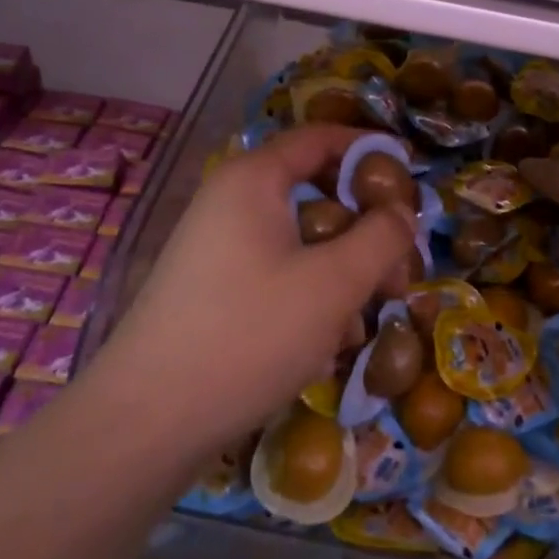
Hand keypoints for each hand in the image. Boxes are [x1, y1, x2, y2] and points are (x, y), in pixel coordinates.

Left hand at [92, 125, 416, 455]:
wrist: (147, 420)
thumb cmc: (249, 333)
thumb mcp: (333, 283)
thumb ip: (381, 237)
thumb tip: (402, 211)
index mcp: (254, 179)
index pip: (320, 138)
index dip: (369, 150)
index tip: (411, 176)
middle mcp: (231, 201)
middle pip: (314, 193)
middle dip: (363, 228)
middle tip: (398, 270)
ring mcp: (216, 247)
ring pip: (299, 240)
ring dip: (340, 270)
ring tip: (366, 319)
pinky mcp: (212, 289)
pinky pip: (275, 272)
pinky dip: (308, 294)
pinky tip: (325, 344)